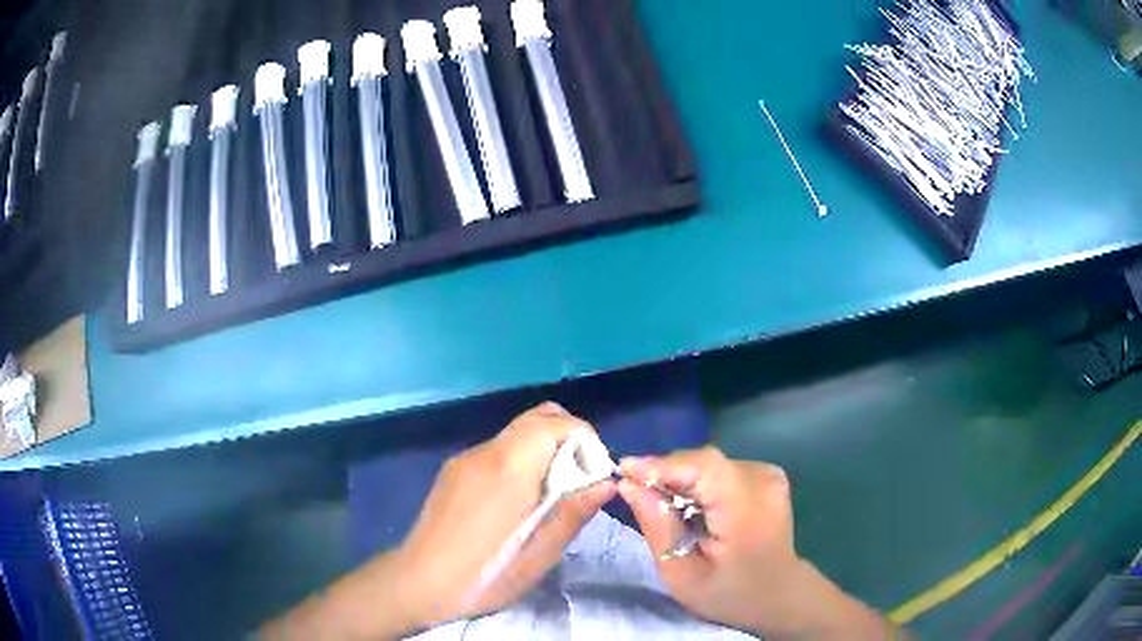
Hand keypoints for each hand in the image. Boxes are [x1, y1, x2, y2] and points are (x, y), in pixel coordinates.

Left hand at [395, 402, 615, 626]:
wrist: (416, 582)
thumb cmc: (483, 575)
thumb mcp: (538, 555)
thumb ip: (573, 513)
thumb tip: (608, 482)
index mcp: (508, 469)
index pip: (555, 423)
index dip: (586, 438)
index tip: (596, 474)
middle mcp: (485, 452)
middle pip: (537, 418)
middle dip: (569, 438)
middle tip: (579, 482)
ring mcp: (465, 458)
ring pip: (517, 433)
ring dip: (545, 451)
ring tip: (551, 497)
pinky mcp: (453, 470)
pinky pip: (498, 450)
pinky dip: (521, 461)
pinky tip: (517, 502)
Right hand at [619, 447, 891, 638]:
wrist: (778, 593)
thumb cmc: (727, 593)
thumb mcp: (681, 575)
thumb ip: (657, 527)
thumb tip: (629, 483)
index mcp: (747, 512)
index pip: (704, 468)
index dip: (662, 465)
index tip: (623, 470)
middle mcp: (763, 482)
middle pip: (704, 462)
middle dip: (666, 473)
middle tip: (635, 492)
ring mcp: (769, 474)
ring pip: (709, 463)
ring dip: (680, 477)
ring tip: (663, 504)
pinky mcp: (767, 473)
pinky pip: (721, 468)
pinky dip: (698, 481)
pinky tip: (691, 504)